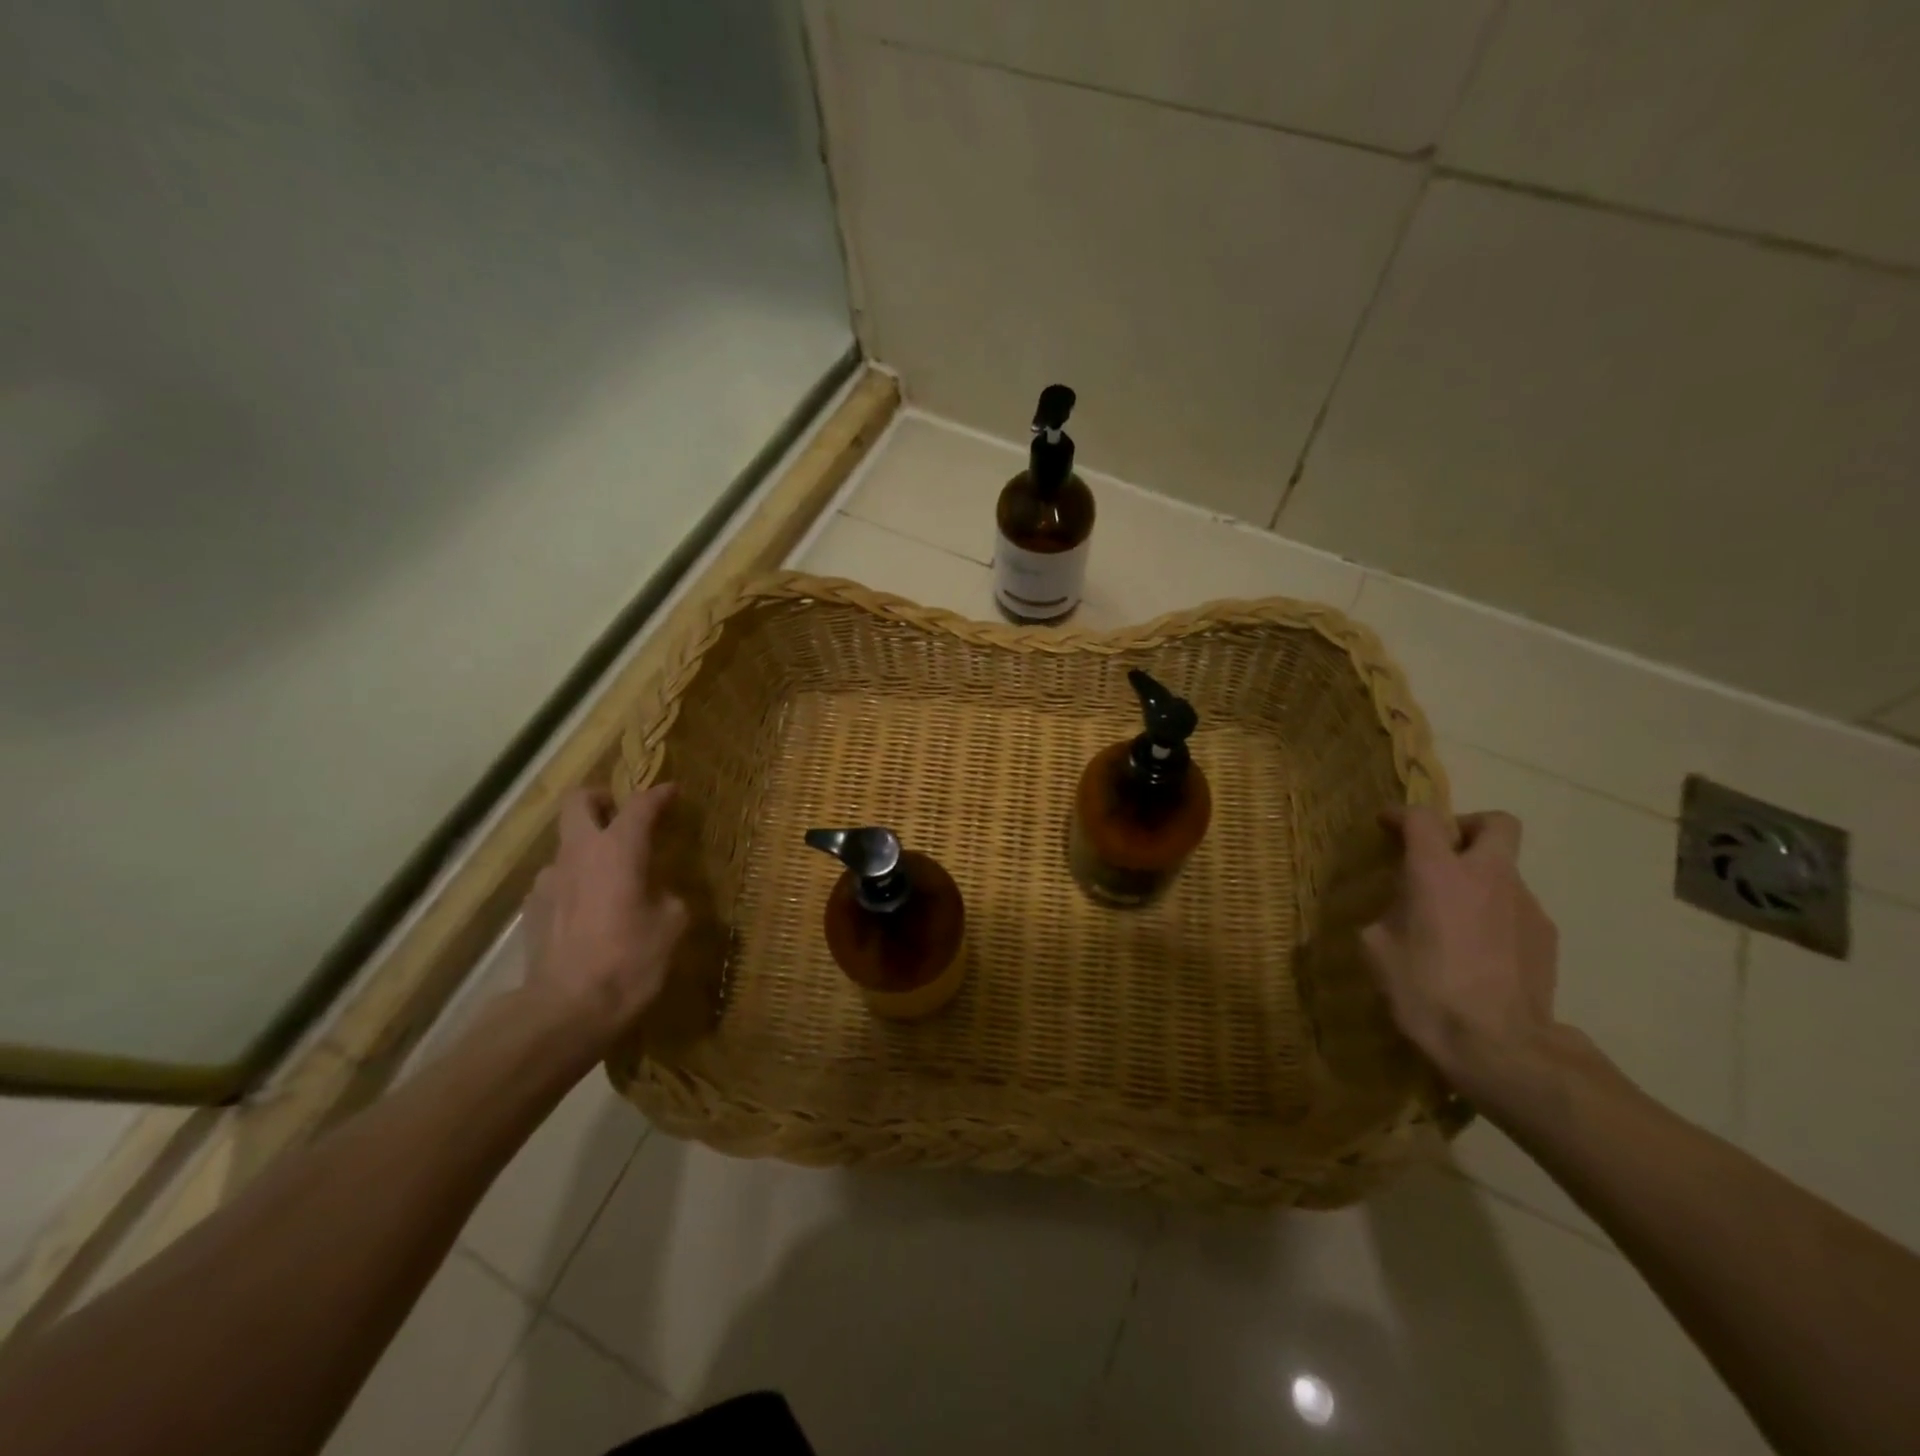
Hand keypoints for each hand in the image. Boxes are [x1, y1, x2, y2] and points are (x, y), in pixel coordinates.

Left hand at [521, 783, 688, 1059]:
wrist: (566, 1009)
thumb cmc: (630, 960)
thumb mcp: (672, 925)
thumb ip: (667, 896)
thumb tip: (658, 894)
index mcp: (619, 849)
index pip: (639, 805)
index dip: (658, 795)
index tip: (672, 791)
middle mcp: (578, 853)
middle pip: (579, 802)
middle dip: (601, 799)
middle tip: (621, 813)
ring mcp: (548, 880)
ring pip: (566, 846)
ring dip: (587, 849)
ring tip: (609, 878)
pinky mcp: (531, 910)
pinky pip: (557, 882)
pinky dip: (574, 884)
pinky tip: (589, 912)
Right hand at [1361, 806, 1564, 1113]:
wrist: (1498, 1047)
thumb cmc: (1424, 990)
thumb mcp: (1377, 948)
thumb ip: (1389, 914)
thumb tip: (1401, 911)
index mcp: (1438, 872)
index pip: (1423, 818)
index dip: (1401, 815)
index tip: (1386, 825)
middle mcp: (1487, 876)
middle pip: (1494, 823)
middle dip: (1467, 827)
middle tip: (1443, 852)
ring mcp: (1525, 905)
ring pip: (1504, 871)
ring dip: (1479, 880)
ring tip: (1454, 918)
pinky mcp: (1546, 937)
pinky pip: (1515, 909)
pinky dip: (1495, 914)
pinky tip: (1478, 950)